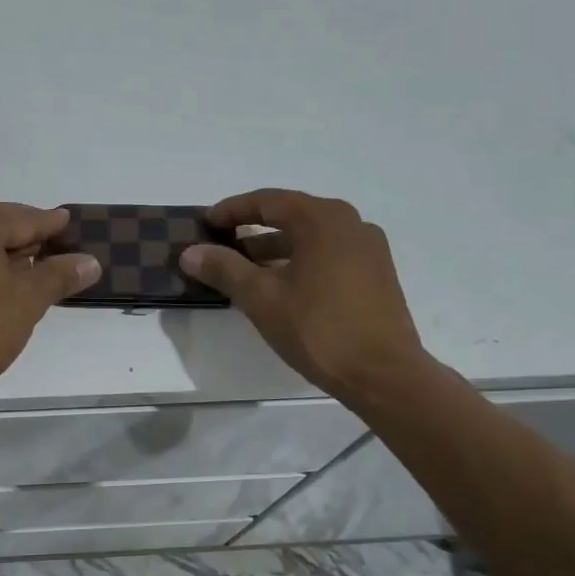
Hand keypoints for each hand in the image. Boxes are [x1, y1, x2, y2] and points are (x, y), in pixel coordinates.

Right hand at [180, 189, 426, 398]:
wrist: (383, 374)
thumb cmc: (318, 329)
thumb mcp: (262, 298)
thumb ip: (224, 269)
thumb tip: (190, 252)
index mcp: (323, 219)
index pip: (268, 201)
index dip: (232, 210)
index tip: (206, 222)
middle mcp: (350, 223)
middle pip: (291, 216)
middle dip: (252, 229)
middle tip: (221, 244)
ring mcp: (369, 249)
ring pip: (311, 239)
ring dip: (275, 249)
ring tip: (244, 270)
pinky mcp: (377, 275)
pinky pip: (329, 255)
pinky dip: (300, 262)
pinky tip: (281, 287)